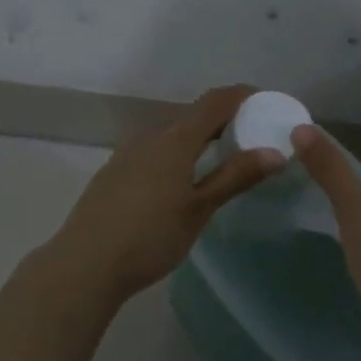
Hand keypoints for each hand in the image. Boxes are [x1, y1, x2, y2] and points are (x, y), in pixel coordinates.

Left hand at [48, 86, 283, 305]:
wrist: (85, 264)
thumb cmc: (150, 237)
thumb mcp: (199, 209)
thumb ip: (235, 177)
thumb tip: (275, 152)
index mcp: (174, 139)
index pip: (215, 101)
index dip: (242, 96)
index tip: (267, 103)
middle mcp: (149, 137)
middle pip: (193, 116)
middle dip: (223, 120)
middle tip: (251, 137)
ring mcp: (127, 154)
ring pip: (171, 136)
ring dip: (198, 139)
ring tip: (221, 160)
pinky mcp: (113, 174)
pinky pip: (154, 152)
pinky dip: (177, 155)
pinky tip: (181, 182)